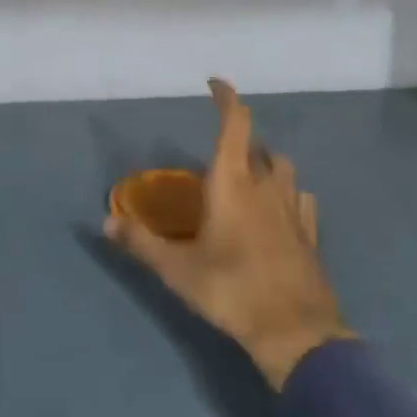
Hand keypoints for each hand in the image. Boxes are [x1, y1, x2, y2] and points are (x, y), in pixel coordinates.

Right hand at [105, 79, 352, 389]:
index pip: (234, 123)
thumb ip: (141, 242)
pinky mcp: (310, 233)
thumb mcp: (177, 270)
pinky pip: (301, 199)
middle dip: (241, 141)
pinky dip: (289, 195)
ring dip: (267, 165)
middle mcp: (266, 185)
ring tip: (250, 180)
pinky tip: (279, 212)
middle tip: (221, 156)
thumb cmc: (231, 290)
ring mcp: (293, 208)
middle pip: (258, 146)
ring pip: (283, 169)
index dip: (226, 98)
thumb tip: (106, 221)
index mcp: (233, 182)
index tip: (215, 84)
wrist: (296, 332)